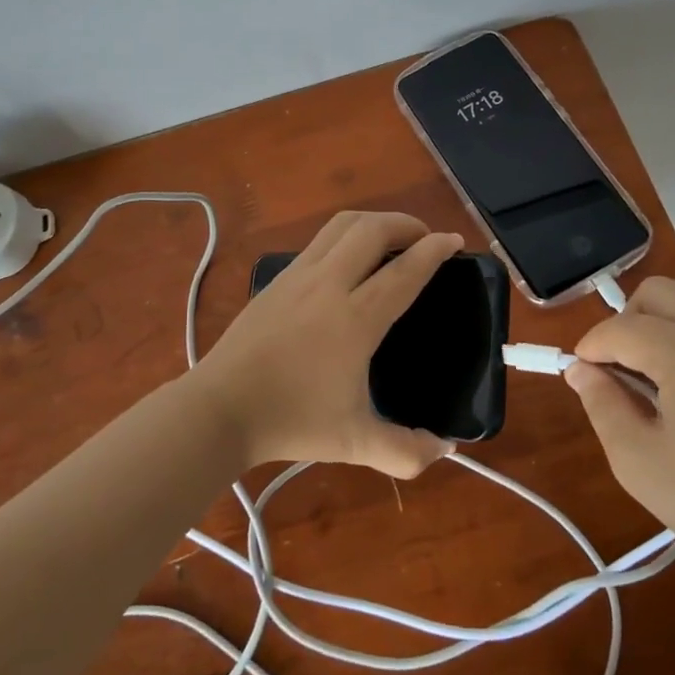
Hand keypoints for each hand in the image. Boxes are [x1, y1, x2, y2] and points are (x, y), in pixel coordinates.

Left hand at [192, 212, 462, 477]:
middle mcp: (329, 284)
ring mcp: (298, 276)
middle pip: (373, 229)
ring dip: (374, 223)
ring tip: (391, 239)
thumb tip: (445, 448)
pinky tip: (349, 262)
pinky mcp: (277, 279)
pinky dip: (346, 236)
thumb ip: (407, 451)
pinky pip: (319, 241)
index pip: (405, 270)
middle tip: (424, 238)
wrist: (220, 409)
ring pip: (342, 225)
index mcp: (355, 319)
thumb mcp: (355, 444)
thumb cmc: (291, 422)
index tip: (454, 240)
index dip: (434, 249)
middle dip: (406, 224)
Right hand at [566, 276, 674, 590]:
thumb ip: (601, 403)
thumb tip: (580, 369)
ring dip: (659, 324)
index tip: (579, 374)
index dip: (591, 348)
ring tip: (654, 378)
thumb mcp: (638, 462)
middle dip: (625, 325)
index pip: (620, 328)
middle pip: (654, 295)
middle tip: (616, 373)